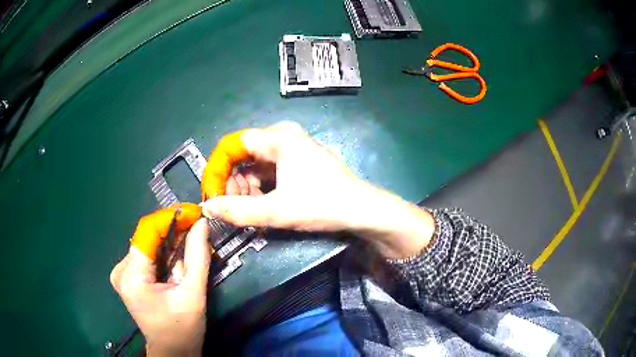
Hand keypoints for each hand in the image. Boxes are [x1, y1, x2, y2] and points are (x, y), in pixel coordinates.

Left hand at [110, 218, 210, 355]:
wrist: (172, 351)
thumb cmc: (182, 328)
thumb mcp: (193, 294)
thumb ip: (197, 257)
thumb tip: (201, 223)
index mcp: (132, 276)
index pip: (147, 232)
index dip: (171, 217)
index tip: (194, 212)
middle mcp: (121, 269)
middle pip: (148, 237)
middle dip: (174, 231)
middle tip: (198, 228)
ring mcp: (123, 272)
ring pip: (149, 244)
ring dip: (171, 243)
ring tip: (192, 245)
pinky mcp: (129, 276)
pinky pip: (148, 254)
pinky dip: (165, 253)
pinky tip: (179, 260)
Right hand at [201, 122, 435, 258]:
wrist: (361, 210)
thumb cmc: (322, 204)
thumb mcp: (277, 210)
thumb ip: (238, 210)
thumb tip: (208, 207)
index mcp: (279, 137)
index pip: (233, 144)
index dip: (217, 169)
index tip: (211, 194)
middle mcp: (284, 135)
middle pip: (243, 153)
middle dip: (232, 180)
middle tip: (231, 206)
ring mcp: (293, 147)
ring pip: (255, 163)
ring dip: (245, 186)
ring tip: (248, 209)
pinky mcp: (298, 160)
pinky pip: (269, 168)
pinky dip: (260, 186)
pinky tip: (262, 203)